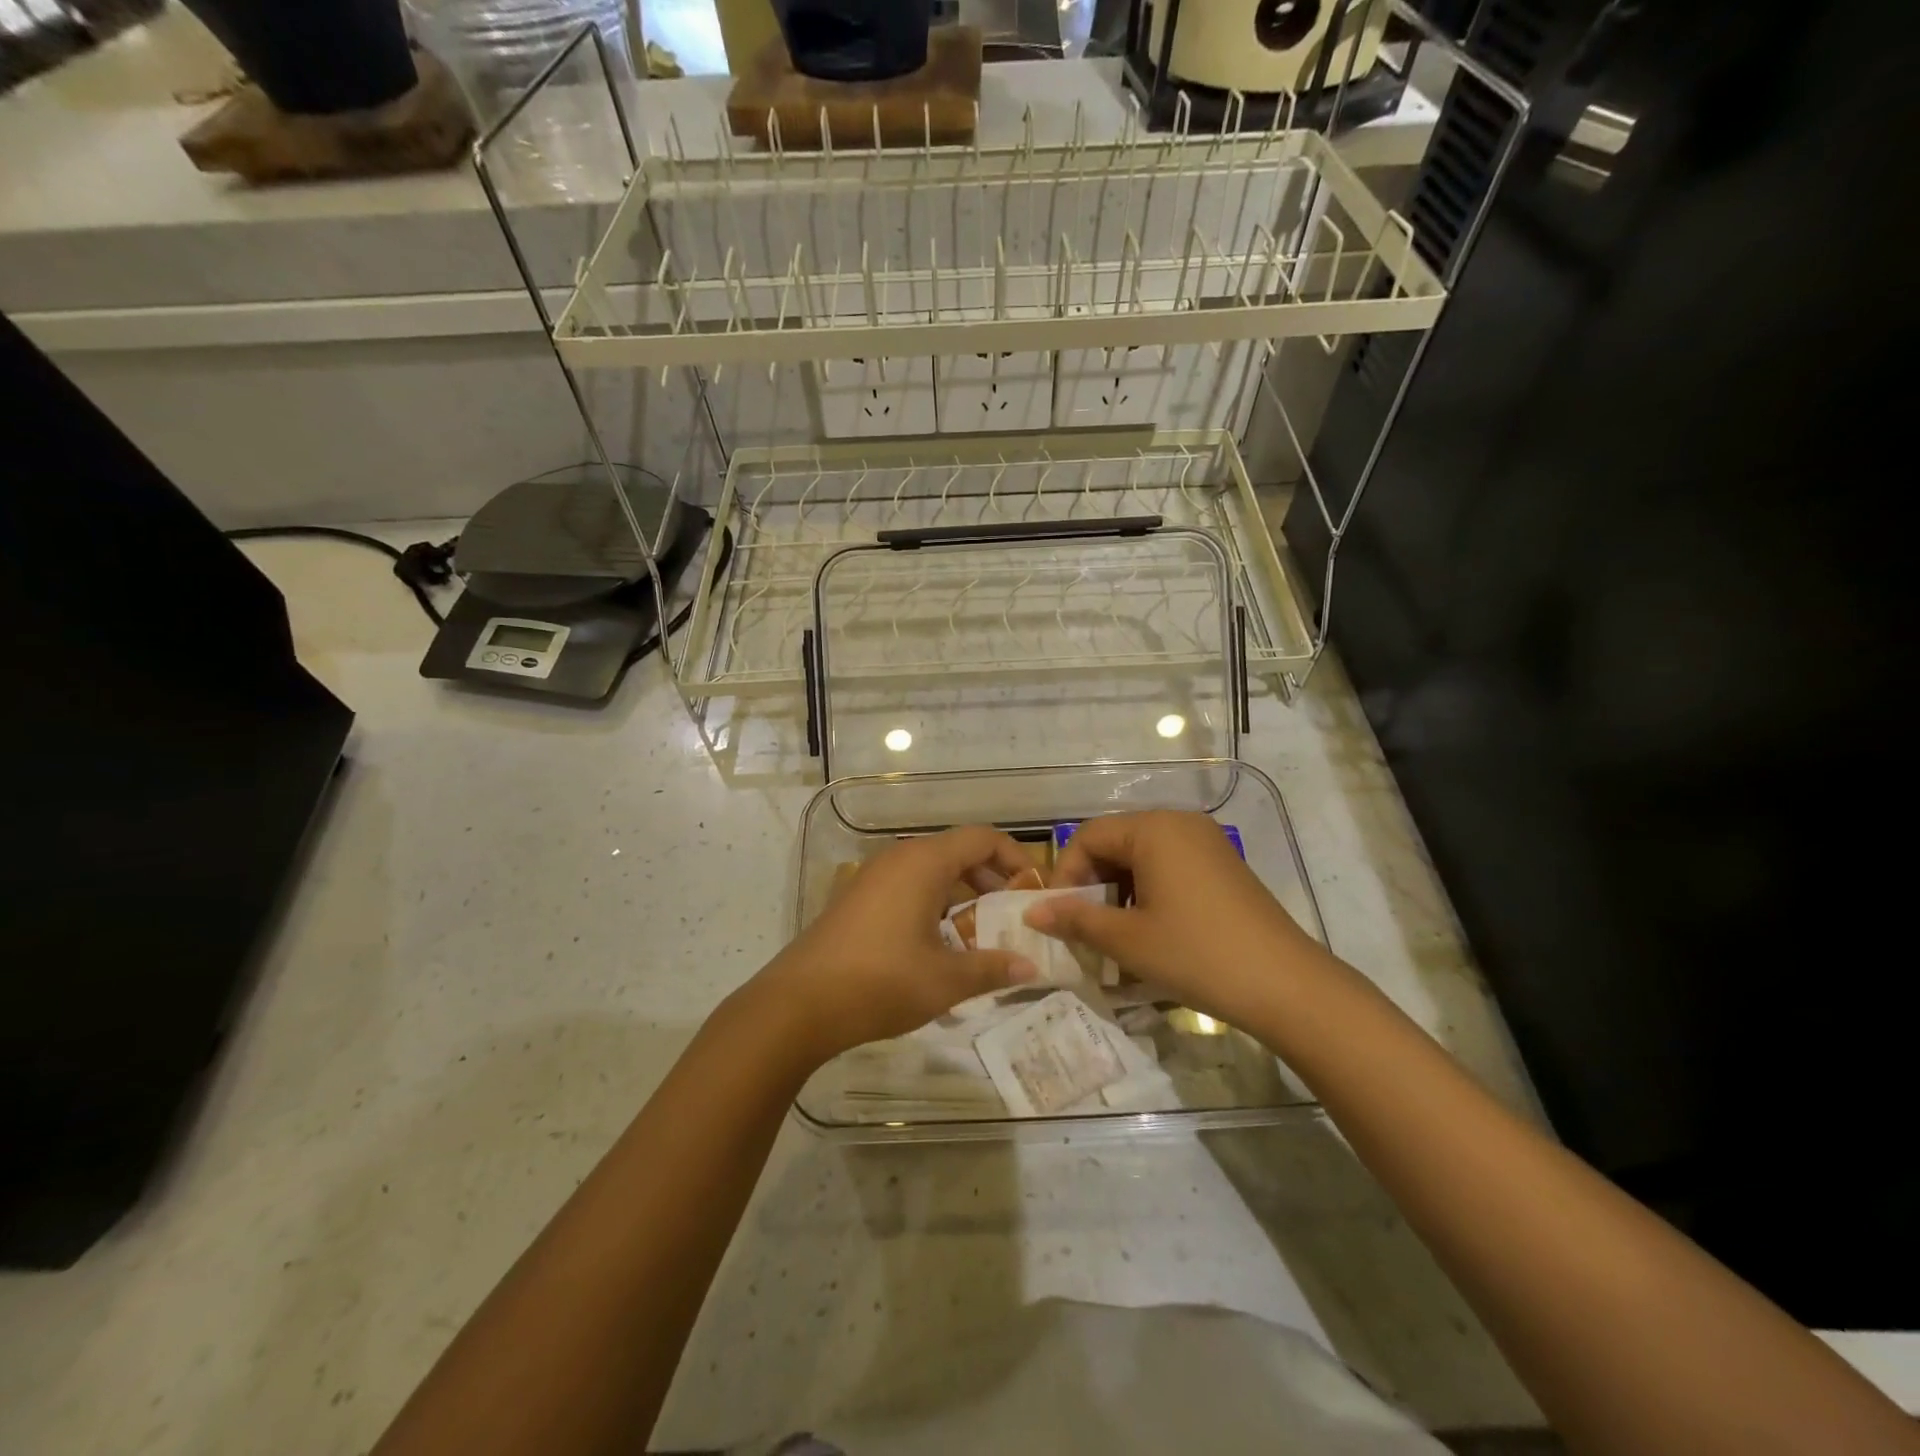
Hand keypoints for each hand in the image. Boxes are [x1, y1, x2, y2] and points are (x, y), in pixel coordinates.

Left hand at [752, 826, 1042, 1066]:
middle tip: (1013, 916)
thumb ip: (992, 968)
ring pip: (932, 871)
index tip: (1034, 891)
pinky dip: (935, 904)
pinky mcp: (858, 898)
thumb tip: (1031, 968)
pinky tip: (941, 945)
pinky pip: (909, 886)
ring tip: (982, 935)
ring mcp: (874, 877)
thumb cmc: (880, 982)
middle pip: (958, 852)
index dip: (1015, 859)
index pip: (983, 839)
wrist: (798, 1004)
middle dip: (991, 880)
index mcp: (924, 862)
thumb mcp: (945, 980)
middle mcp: (899, 858)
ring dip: (963, 895)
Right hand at [1025, 811, 1325, 1026]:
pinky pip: (1170, 867)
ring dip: (1119, 891)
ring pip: (1142, 857)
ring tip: (1116, 935)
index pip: (1088, 836)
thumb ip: (1075, 919)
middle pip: (1115, 843)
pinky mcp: (1223, 866)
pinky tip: (1150, 932)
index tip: (1059, 916)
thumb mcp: (1127, 940)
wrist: (1287, 986)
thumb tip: (1032, 912)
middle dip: (1092, 883)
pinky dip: (1148, 893)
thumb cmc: (1197, 954)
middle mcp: (1180, 823)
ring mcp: (1207, 843)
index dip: (1065, 874)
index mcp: (1153, 829)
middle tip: (1085, 928)